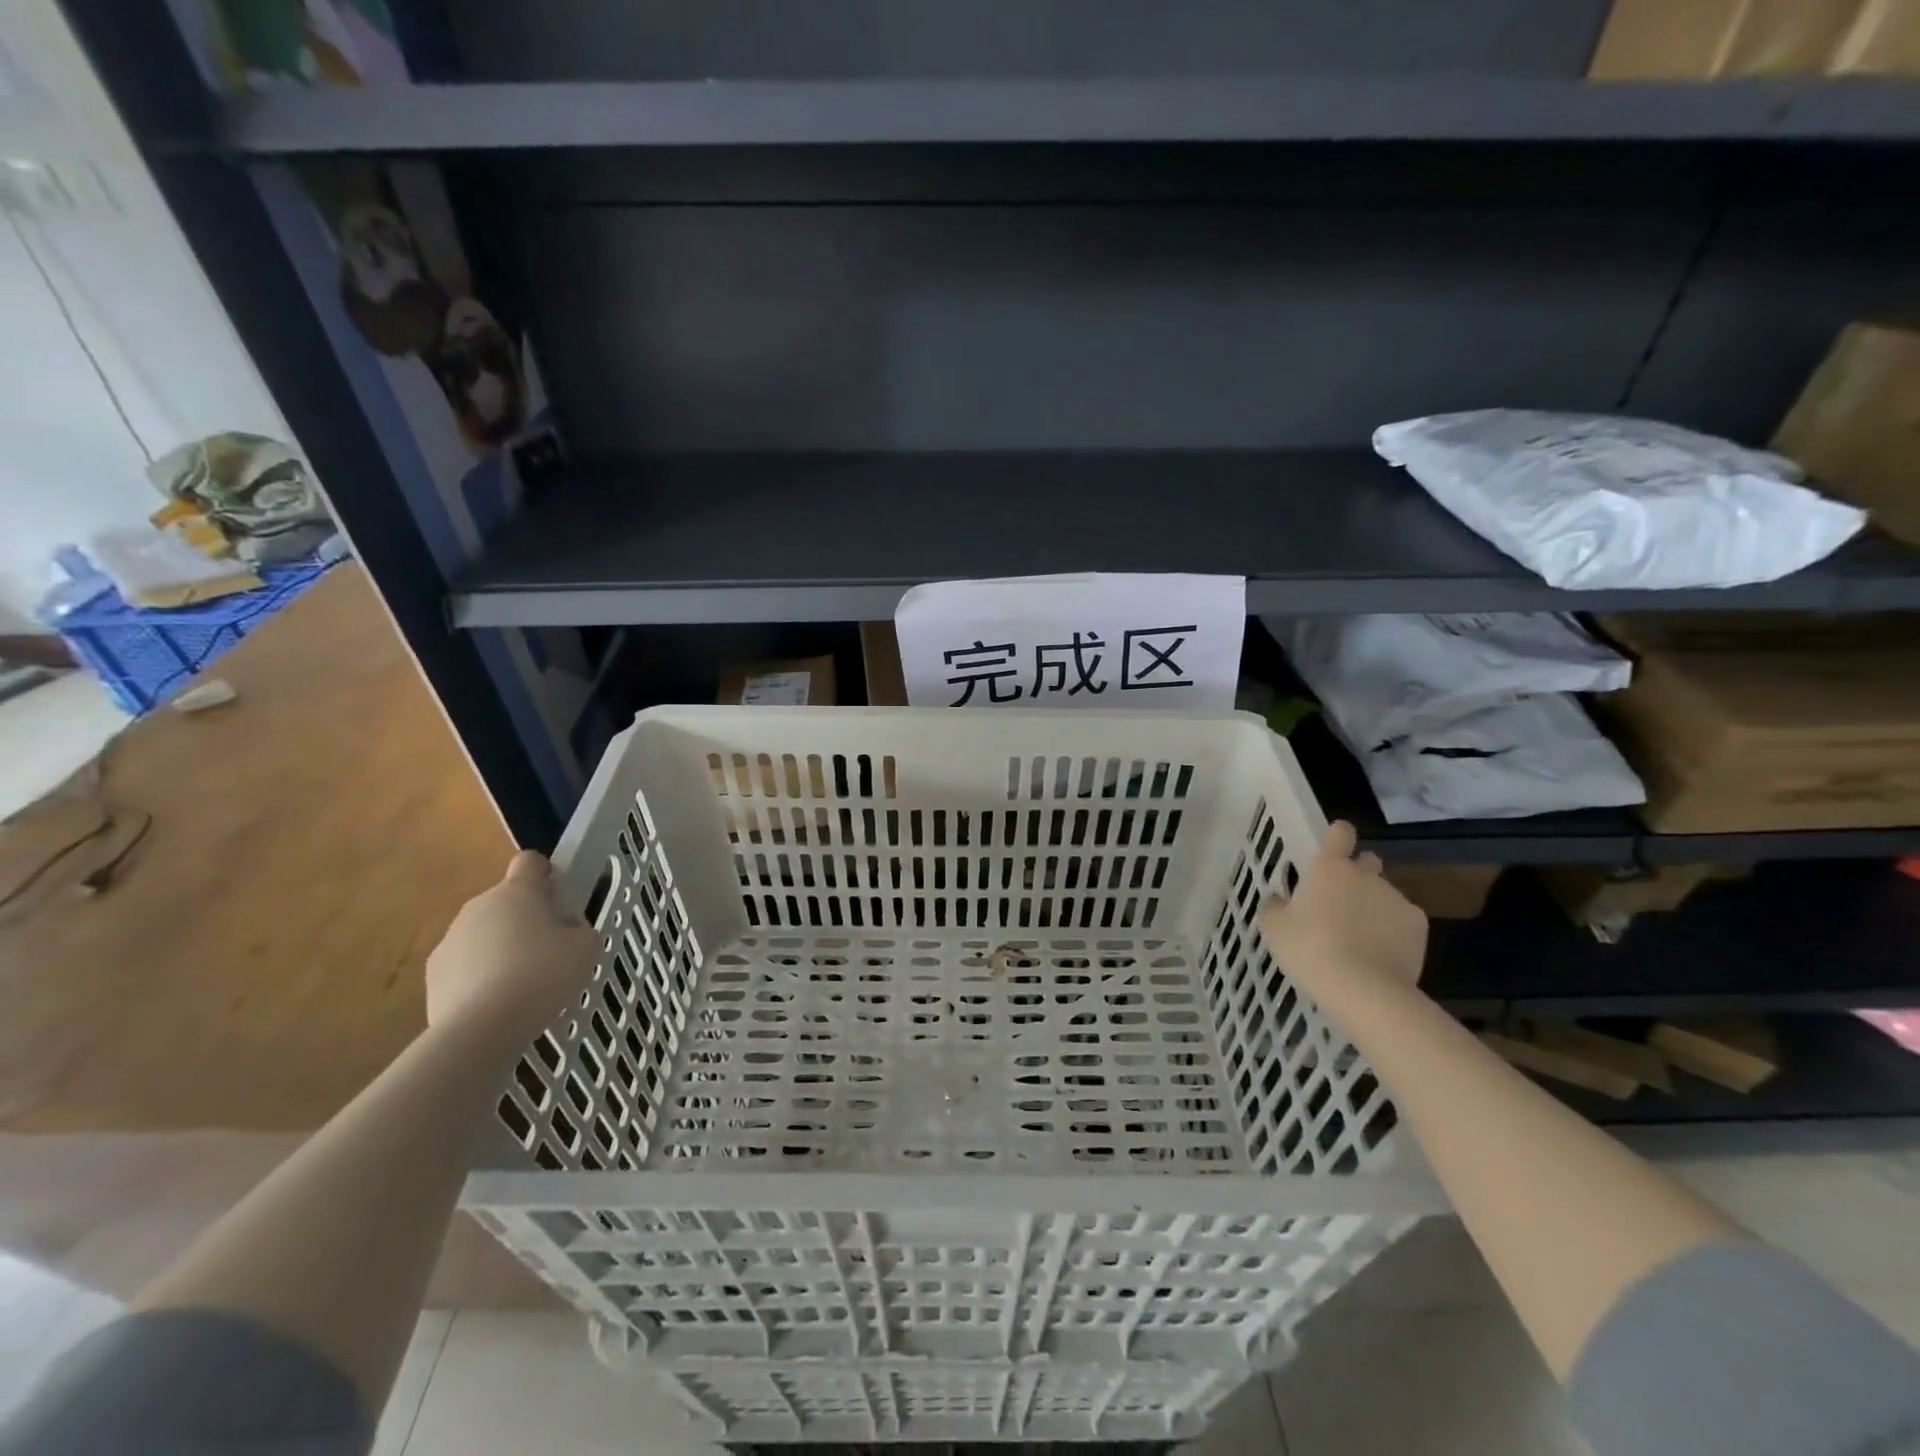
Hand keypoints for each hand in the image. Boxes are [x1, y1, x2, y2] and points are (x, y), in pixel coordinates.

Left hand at [426, 851, 598, 1038]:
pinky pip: (466, 966)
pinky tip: (499, 1005)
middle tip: (550, 951)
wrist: (482, 1028)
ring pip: (484, 934)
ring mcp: (450, 940)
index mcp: (517, 892)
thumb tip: (563, 929)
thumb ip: (578, 929)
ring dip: (502, 949)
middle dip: (526, 919)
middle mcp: (479, 906)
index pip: (529, 862)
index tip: (559, 896)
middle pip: (506, 902)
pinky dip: (481, 978)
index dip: (546, 874)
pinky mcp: (433, 975)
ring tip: (524, 986)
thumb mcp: (586, 947)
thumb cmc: (543, 975)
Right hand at [1258, 821, 1428, 1008]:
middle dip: (1358, 874)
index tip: (1332, 849)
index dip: (1337, 836)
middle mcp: (1367, 875)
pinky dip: (1393, 931)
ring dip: (1373, 906)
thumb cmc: (1311, 950)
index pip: (1340, 833)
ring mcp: (1396, 899)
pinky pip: (1402, 920)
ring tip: (1360, 938)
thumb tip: (1279, 899)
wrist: (1365, 989)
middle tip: (1341, 902)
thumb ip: (1275, 907)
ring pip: (1384, 894)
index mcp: (1330, 869)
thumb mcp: (1275, 929)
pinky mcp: (1419, 925)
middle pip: (1367, 861)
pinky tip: (1380, 954)